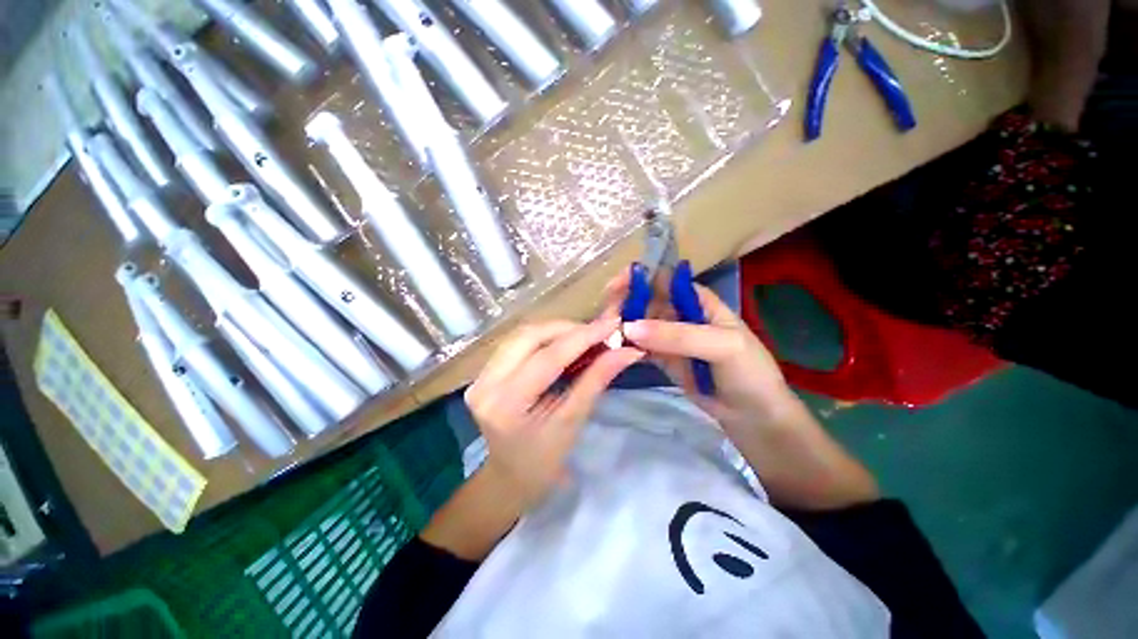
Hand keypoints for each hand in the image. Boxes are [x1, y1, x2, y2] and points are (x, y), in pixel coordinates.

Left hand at [465, 317, 643, 507]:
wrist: (509, 477)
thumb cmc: (543, 461)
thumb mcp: (572, 422)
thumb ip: (596, 381)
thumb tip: (626, 352)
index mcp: (506, 405)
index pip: (548, 358)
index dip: (582, 337)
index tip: (612, 325)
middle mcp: (485, 384)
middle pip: (530, 336)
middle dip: (568, 328)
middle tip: (598, 332)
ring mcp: (480, 376)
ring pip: (522, 334)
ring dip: (556, 330)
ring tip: (584, 336)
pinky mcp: (483, 372)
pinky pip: (517, 342)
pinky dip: (544, 337)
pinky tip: (562, 342)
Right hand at [602, 271, 796, 435]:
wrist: (753, 415)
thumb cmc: (747, 372)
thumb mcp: (721, 346)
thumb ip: (678, 335)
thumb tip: (629, 327)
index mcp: (697, 300)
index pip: (663, 280)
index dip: (639, 279)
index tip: (614, 288)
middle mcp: (679, 314)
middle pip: (645, 300)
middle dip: (624, 304)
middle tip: (604, 318)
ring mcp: (669, 337)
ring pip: (638, 323)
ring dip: (620, 325)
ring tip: (603, 333)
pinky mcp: (661, 358)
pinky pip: (639, 347)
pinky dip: (625, 346)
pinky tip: (612, 348)